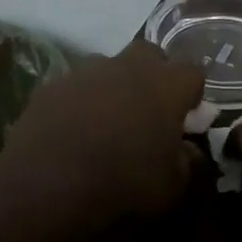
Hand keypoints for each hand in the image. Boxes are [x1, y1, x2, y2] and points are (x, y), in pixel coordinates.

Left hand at [0, 42, 204, 236]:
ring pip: (107, 66)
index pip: (192, 73)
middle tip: (149, 107)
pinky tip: (72, 130)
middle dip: (153, 74)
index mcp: (165, 86)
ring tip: (106, 119)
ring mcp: (86, 72)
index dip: (192, 93)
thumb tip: (187, 151)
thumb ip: (185, 163)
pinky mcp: (51, 85)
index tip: (187, 116)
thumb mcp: (170, 188)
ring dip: (113, 85)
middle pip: (150, 53)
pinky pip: (73, 86)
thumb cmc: (123, 185)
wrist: (48, 185)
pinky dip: (78, 101)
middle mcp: (127, 67)